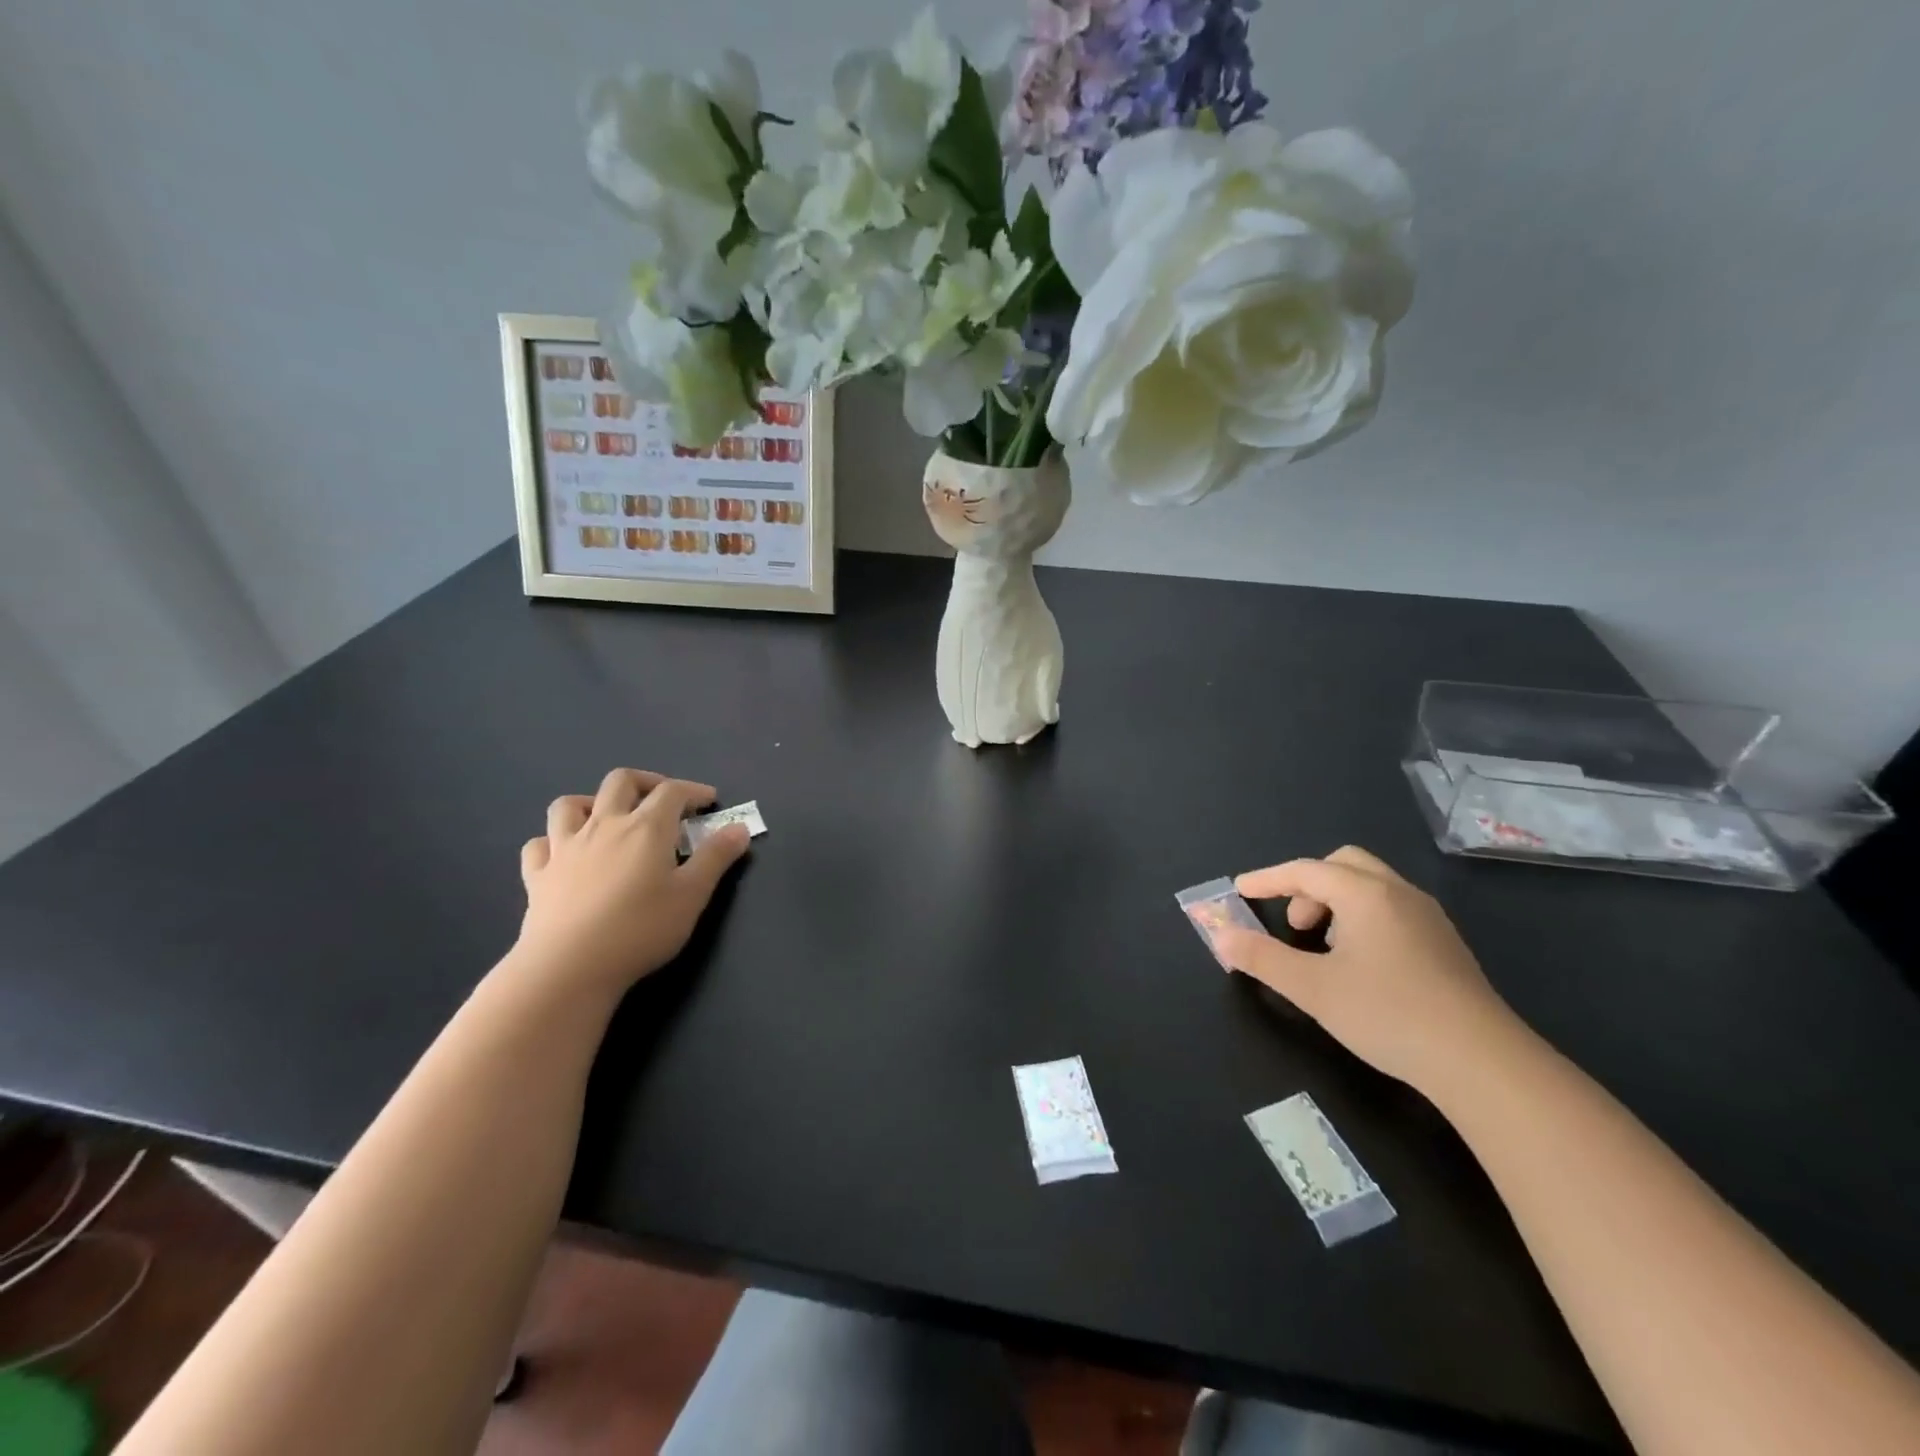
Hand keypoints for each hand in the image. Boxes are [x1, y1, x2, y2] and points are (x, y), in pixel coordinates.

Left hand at [513, 767, 749, 996]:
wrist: (569, 967)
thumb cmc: (640, 929)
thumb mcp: (692, 895)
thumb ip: (716, 857)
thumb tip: (739, 827)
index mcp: (646, 827)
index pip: (672, 791)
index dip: (694, 790)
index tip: (709, 802)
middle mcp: (604, 825)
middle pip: (621, 781)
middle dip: (647, 782)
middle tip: (663, 801)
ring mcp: (565, 848)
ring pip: (570, 804)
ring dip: (592, 802)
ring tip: (609, 818)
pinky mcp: (537, 875)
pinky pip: (539, 844)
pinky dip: (553, 841)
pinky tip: (565, 854)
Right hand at [1212, 846, 1525, 1097]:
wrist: (1483, 1063)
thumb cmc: (1388, 1014)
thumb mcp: (1312, 988)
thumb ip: (1262, 958)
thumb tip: (1221, 938)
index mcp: (1365, 893)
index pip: (1304, 870)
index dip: (1267, 879)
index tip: (1240, 890)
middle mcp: (1398, 893)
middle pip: (1343, 864)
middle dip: (1307, 885)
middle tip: (1292, 923)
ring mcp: (1428, 918)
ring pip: (1370, 886)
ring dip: (1336, 902)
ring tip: (1323, 947)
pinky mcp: (1445, 945)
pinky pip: (1391, 909)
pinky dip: (1362, 917)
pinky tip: (1360, 963)